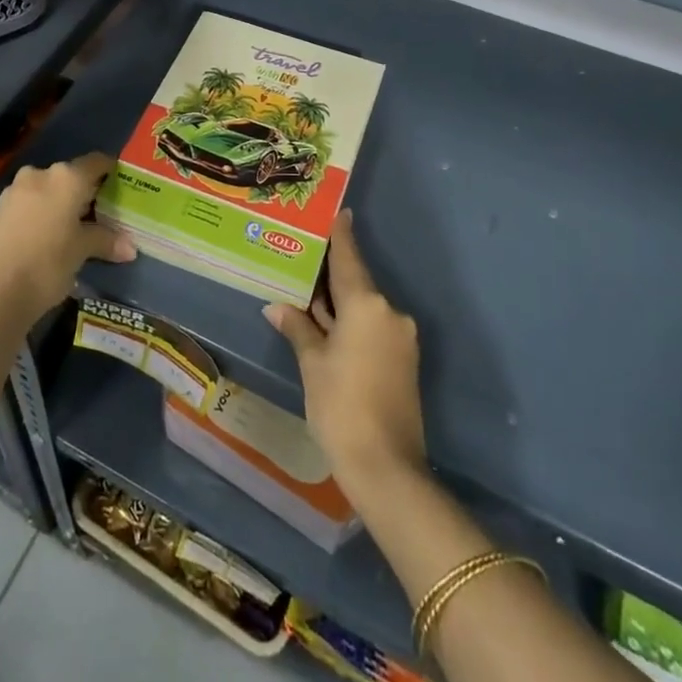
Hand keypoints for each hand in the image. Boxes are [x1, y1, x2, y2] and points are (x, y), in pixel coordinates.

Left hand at [0, 153, 135, 322]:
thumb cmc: (47, 263)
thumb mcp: (81, 251)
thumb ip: (105, 242)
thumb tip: (130, 248)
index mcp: (67, 177)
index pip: (97, 162)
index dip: (111, 172)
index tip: (122, 186)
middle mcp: (41, 174)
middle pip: (72, 176)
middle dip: (86, 192)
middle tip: (102, 213)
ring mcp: (17, 190)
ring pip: (49, 189)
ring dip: (62, 203)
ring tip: (76, 227)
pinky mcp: (0, 209)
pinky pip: (31, 203)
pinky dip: (43, 213)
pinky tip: (50, 235)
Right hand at [265, 210, 426, 502]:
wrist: (387, 469)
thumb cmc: (342, 406)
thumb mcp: (313, 364)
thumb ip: (298, 327)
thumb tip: (277, 306)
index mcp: (367, 305)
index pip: (349, 259)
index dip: (342, 235)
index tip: (340, 212)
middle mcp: (390, 313)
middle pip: (356, 283)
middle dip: (331, 275)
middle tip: (304, 257)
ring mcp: (401, 338)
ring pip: (364, 308)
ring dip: (339, 303)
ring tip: (308, 294)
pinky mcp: (404, 361)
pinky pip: (373, 328)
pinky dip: (351, 323)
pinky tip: (328, 327)